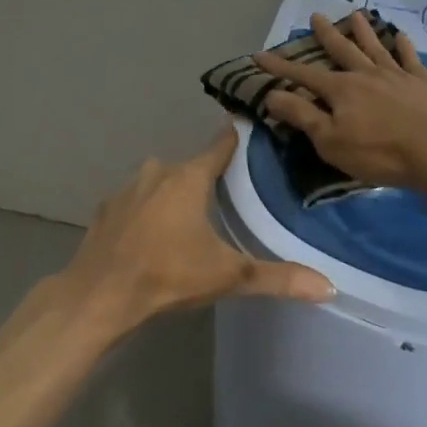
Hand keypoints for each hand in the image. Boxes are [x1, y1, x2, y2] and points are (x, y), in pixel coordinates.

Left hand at [56, 126, 334, 337]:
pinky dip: (146, 212)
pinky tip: (152, 236)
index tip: (250, 130)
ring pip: (159, 183)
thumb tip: (329, 287)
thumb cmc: (167, 276)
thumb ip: (278, 278)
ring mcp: (126, 190)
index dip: (236, 138)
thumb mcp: (228, 276)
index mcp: (189, 178)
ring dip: (174, 195)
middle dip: (206, 178)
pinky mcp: (105, 211)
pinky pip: (135, 203)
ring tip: (190, 220)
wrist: (98, 297)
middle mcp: (157, 172)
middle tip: (227, 195)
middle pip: (190, 167)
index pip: (220, 145)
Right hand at [253, 12, 426, 194]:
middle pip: (342, 51)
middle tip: (316, 16)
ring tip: (355, 15)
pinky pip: (410, 59)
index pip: (304, 76)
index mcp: (341, 90)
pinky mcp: (424, 83)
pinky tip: (401, 37)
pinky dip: (404, 47)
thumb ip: (302, 115)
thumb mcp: (330, 140)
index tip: (260, 55)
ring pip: (375, 47)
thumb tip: (272, 95)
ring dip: (363, 32)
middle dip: (326, 35)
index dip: (281, 68)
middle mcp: (366, 75)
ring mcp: (397, 76)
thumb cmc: (379, 152)